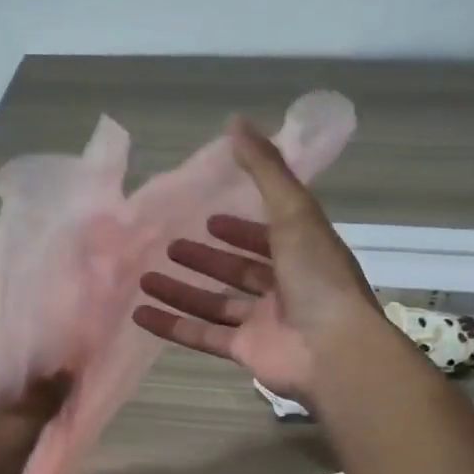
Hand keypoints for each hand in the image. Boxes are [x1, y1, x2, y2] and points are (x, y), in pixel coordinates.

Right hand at [132, 117, 382, 401]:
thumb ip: (265, 169)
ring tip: (145, 276)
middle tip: (170, 245)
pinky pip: (202, 335)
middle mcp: (285, 287)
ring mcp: (264, 322)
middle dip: (206, 259)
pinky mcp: (245, 351)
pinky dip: (171, 325)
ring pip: (215, 303)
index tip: (210, 219)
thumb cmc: (317, 276)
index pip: (268, 235)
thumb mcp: (294, 211)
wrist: (334, 350)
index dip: (241, 228)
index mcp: (302, 253)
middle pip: (238, 270)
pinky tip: (140, 314)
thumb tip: (236, 122)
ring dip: (181, 290)